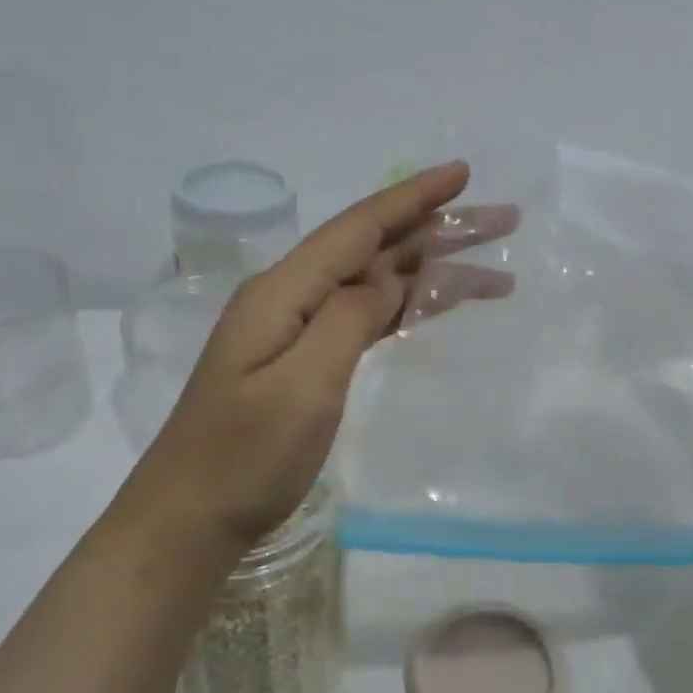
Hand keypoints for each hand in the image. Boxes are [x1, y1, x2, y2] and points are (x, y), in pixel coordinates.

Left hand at [119, 162, 514, 551]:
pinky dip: (407, 308)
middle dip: (437, 229)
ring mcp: (297, 330)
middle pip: (374, 248)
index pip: (359, 227)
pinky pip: (366, 318)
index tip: (463, 173)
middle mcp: (291, 297)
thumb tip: (388, 279)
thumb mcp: (303, 385)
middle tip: (502, 220)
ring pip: (376, 283)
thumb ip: (349, 319)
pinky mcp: (305, 361)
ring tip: (494, 271)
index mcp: (284, 291)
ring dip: (432, 272)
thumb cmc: (244, 457)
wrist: (189, 519)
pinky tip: (438, 306)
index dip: (413, 197)